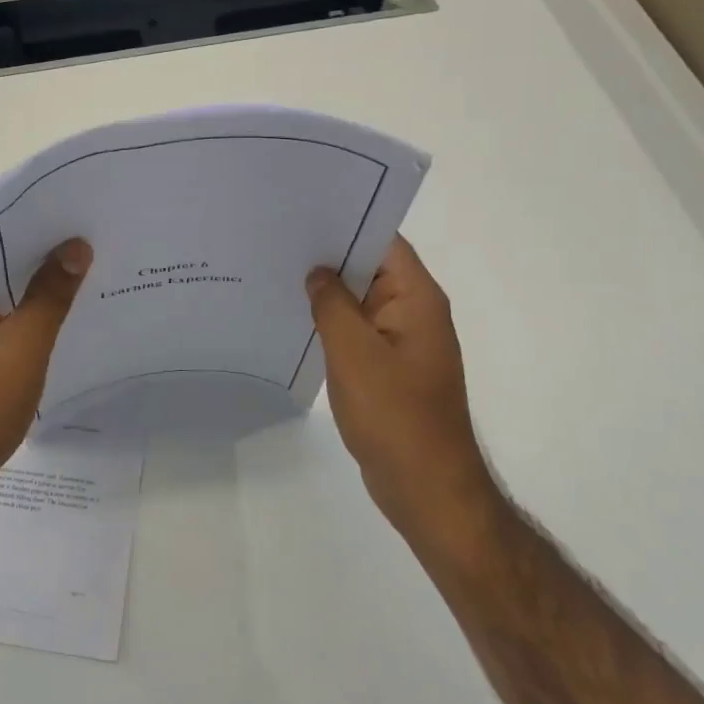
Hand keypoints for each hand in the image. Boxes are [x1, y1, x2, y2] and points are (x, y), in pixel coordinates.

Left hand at [0, 241, 91, 509]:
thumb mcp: (22, 347)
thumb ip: (50, 294)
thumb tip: (77, 245)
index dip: (41, 227)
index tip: (84, 219)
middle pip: (4, 263)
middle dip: (48, 258)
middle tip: (100, 243)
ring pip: (8, 292)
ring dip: (43, 288)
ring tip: (95, 272)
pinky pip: (6, 318)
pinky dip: (34, 315)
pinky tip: (70, 315)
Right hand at [306, 236, 489, 525]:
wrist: (426, 489)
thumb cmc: (394, 415)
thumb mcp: (353, 352)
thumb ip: (332, 304)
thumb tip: (317, 272)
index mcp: (417, 297)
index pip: (383, 241)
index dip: (346, 222)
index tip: (302, 213)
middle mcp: (415, 311)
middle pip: (370, 267)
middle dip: (328, 255)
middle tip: (277, 240)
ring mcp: (403, 340)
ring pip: (361, 300)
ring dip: (328, 291)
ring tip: (278, 272)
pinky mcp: (390, 366)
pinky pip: (359, 331)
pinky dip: (333, 322)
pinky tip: (296, 319)